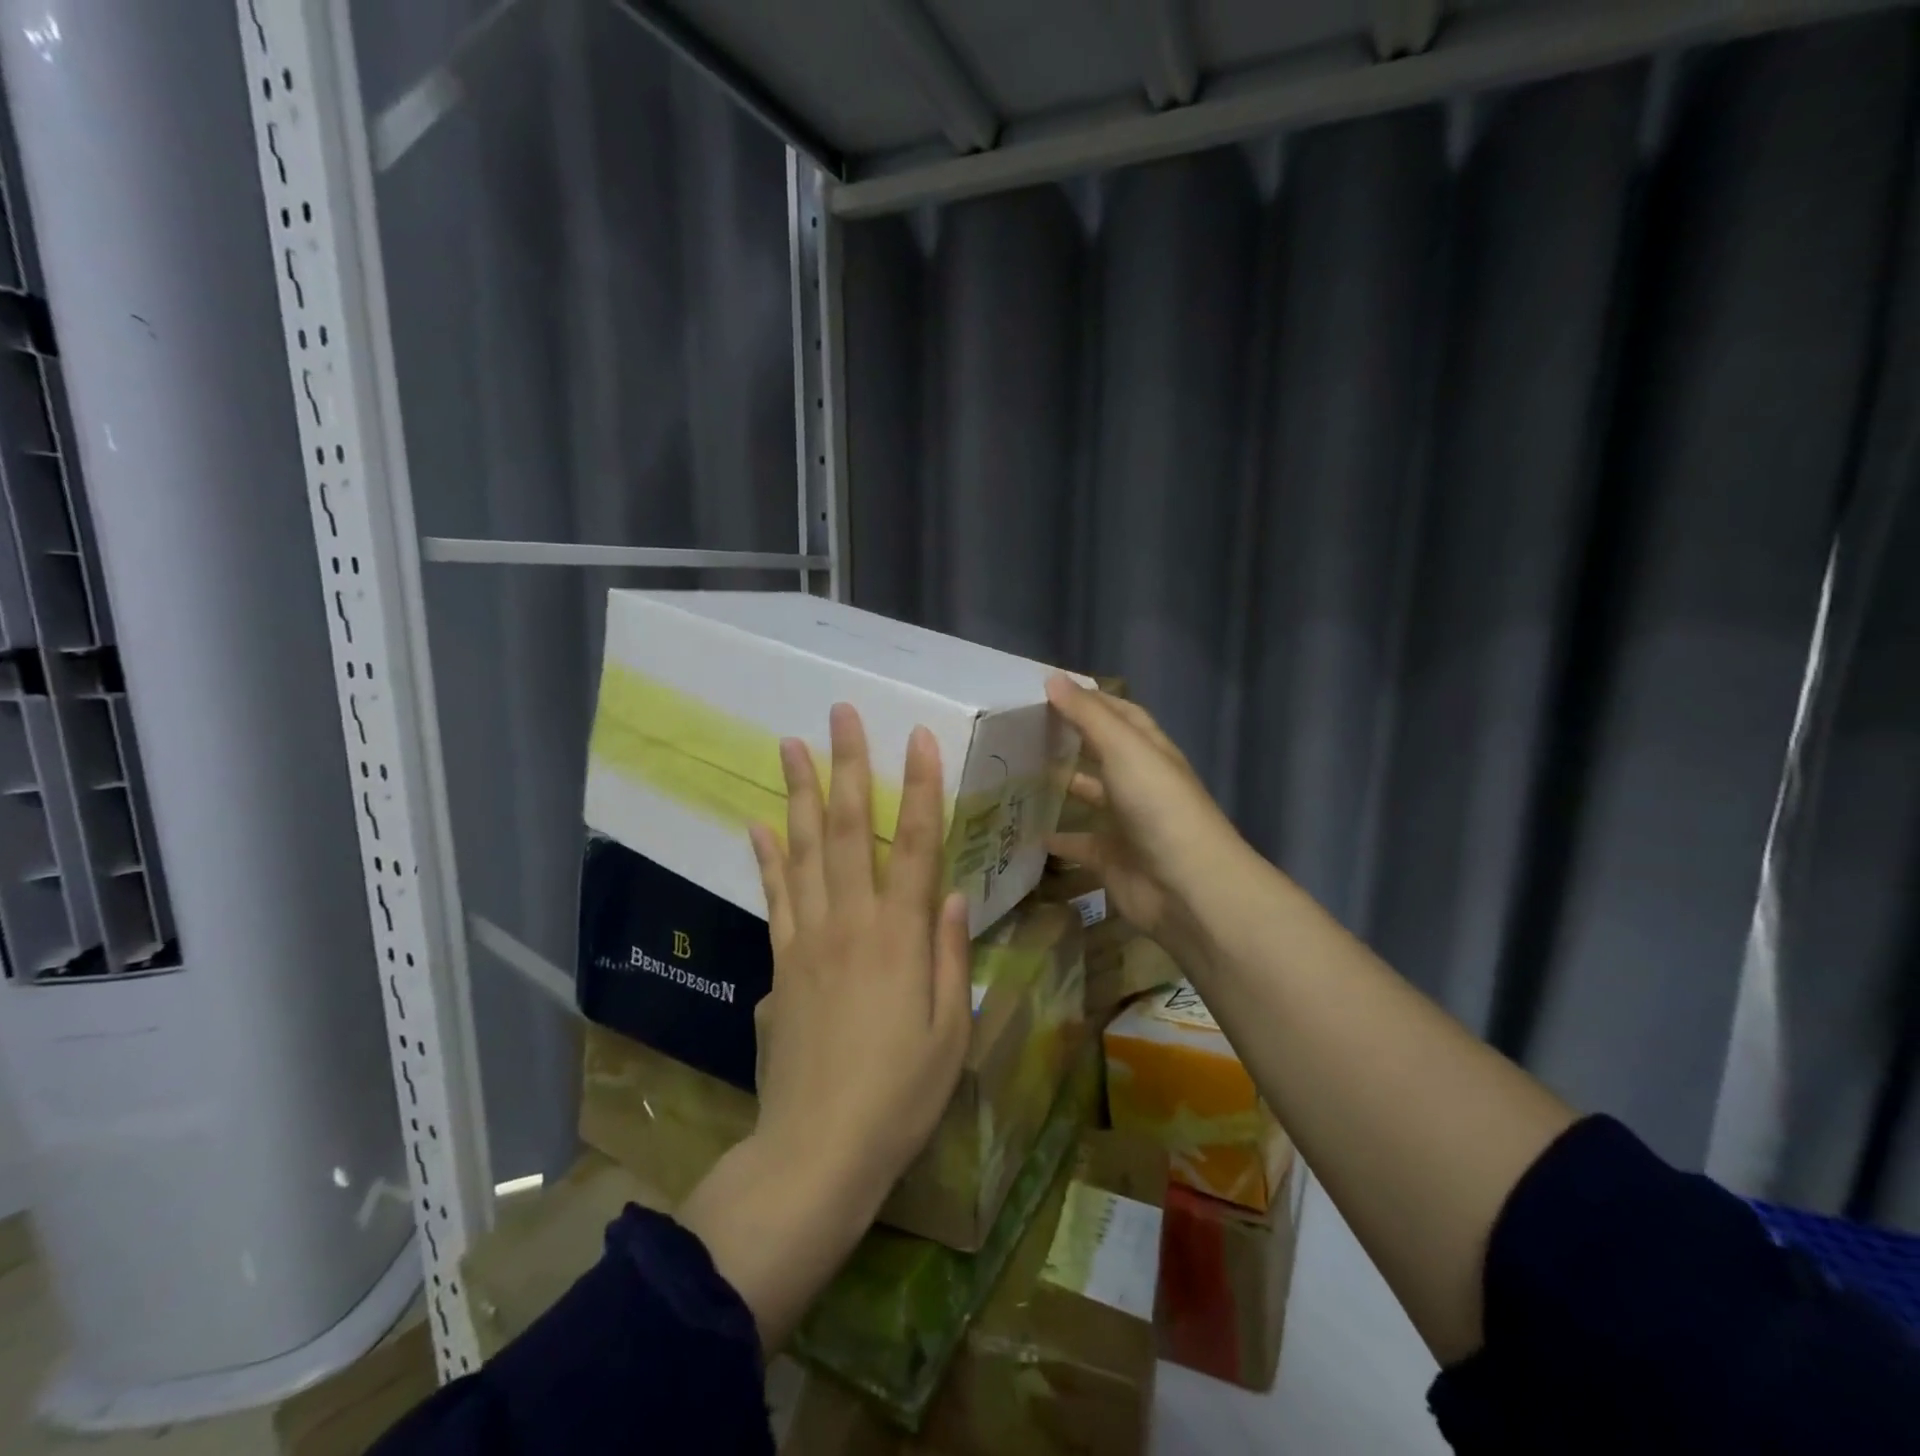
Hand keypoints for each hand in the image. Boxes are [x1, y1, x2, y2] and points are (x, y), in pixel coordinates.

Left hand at [750, 704, 972, 1203]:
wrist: (819, 1148)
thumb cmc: (901, 1095)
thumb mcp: (951, 1031)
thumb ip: (952, 955)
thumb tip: (953, 892)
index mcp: (902, 937)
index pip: (917, 844)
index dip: (920, 788)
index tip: (918, 738)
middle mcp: (851, 922)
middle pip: (849, 829)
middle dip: (848, 765)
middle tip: (840, 714)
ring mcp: (807, 938)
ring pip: (804, 850)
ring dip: (799, 793)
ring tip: (790, 745)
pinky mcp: (778, 962)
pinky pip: (774, 897)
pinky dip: (767, 857)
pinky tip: (759, 825)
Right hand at [1044, 675, 1253, 966]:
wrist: (1187, 887)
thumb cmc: (1158, 806)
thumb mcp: (1124, 749)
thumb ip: (1087, 715)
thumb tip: (1052, 678)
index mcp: (1148, 751)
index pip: (1120, 714)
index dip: (1090, 700)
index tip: (1048, 690)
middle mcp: (1139, 783)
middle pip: (1102, 753)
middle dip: (1070, 741)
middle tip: (1022, 730)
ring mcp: (1125, 823)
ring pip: (1089, 797)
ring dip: (1062, 787)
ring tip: (1017, 774)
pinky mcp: (1110, 859)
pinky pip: (1077, 845)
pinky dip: (1055, 840)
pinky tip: (1025, 831)